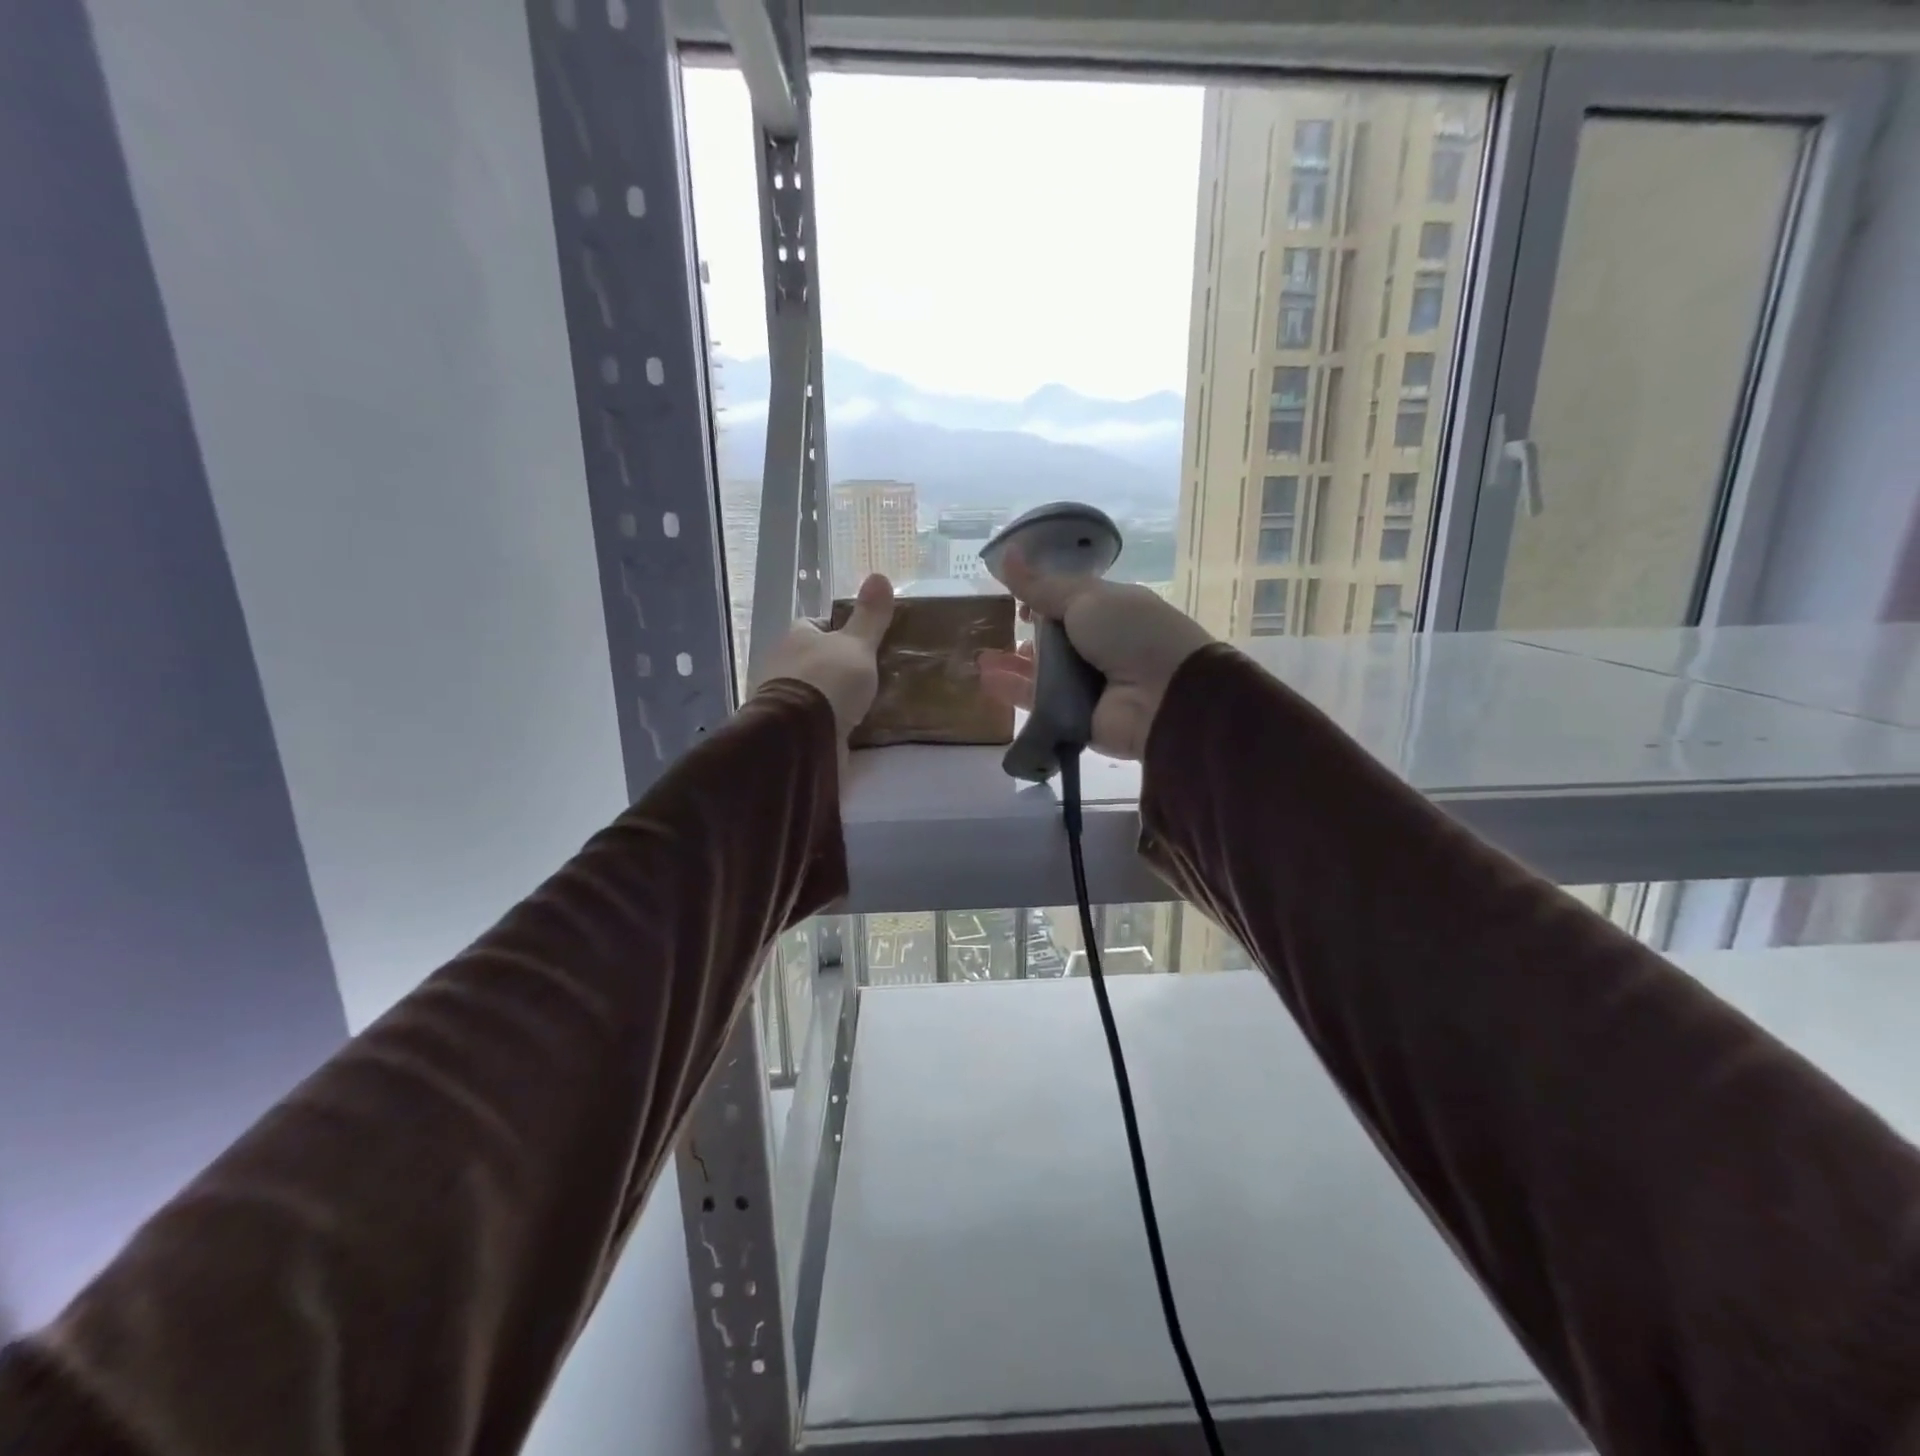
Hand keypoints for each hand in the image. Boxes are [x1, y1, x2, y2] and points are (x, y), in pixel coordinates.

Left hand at [755, 573, 895, 741]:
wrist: (802, 736)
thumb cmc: (829, 680)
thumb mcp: (857, 644)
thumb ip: (870, 616)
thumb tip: (879, 575)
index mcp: (795, 637)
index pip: (815, 625)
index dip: (839, 631)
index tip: (864, 643)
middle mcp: (783, 664)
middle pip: (815, 659)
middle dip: (837, 666)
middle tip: (871, 675)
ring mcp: (783, 699)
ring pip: (814, 690)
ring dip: (833, 696)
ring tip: (867, 704)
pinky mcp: (789, 730)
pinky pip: (815, 719)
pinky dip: (830, 721)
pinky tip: (852, 727)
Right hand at [977, 552, 1212, 760]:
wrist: (1165, 696)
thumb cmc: (1132, 634)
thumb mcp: (1086, 598)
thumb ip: (1042, 585)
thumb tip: (1006, 553)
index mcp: (1110, 611)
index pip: (1068, 602)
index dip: (1041, 599)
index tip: (1018, 600)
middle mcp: (1099, 647)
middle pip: (1052, 640)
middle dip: (1023, 635)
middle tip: (993, 630)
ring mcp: (1086, 684)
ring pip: (1040, 673)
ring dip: (1011, 663)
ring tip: (981, 657)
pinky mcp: (1074, 717)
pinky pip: (1037, 702)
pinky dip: (1013, 690)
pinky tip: (987, 678)